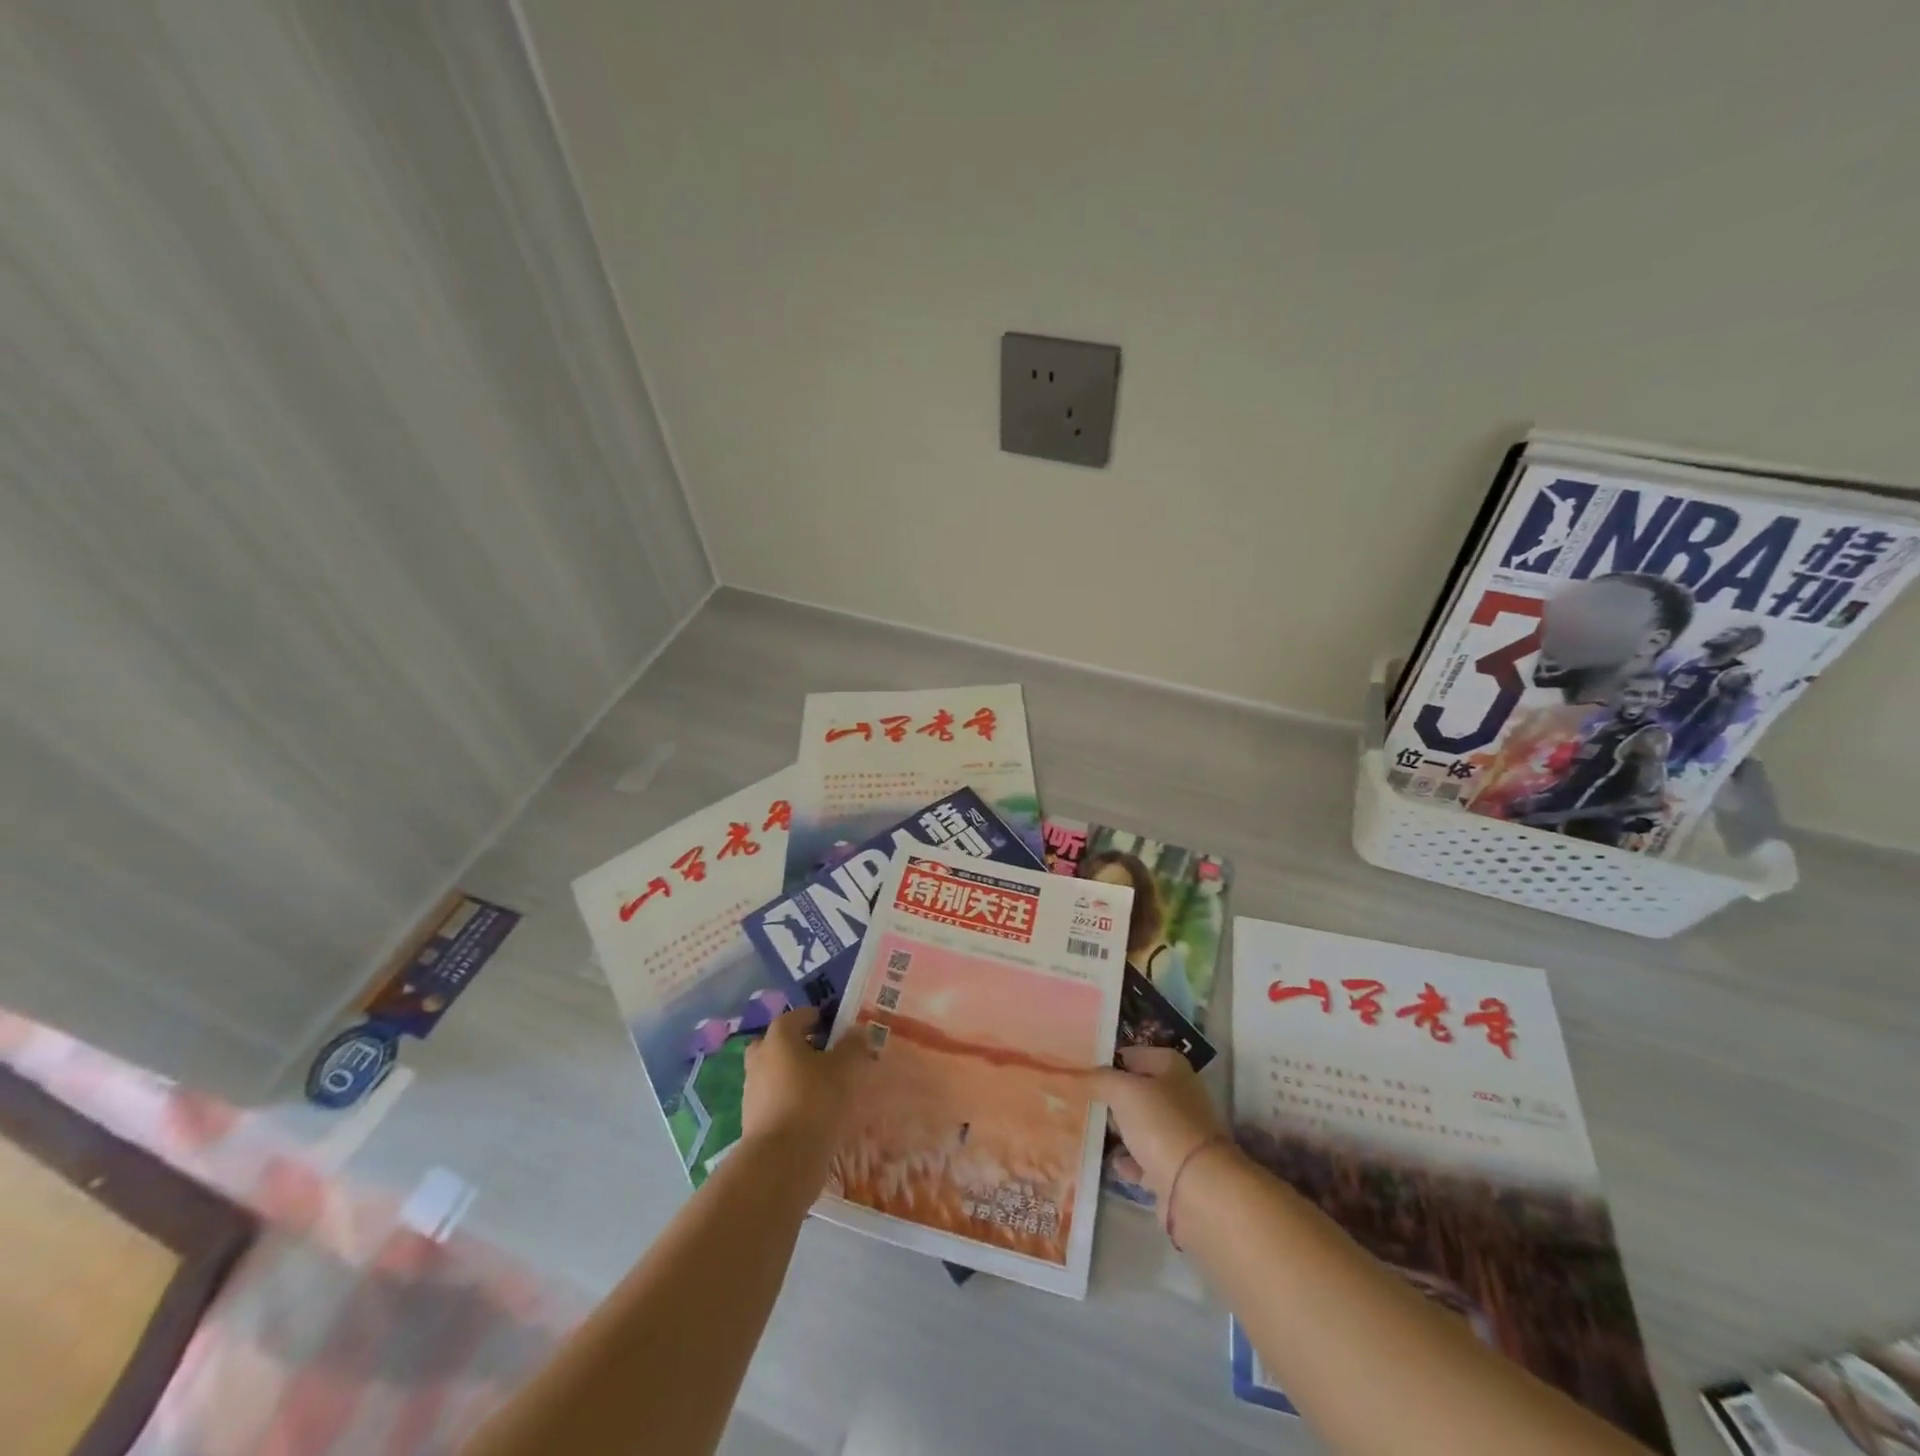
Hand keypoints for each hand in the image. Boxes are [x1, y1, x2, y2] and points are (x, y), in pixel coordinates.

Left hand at [741, 1006, 870, 1162]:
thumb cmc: (815, 1100)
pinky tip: (811, 1113)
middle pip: (779, 1043)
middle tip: (824, 1055)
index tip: (836, 1027)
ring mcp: (752, 1090)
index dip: (818, 1018)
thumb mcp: (846, 1067)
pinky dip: (789, 1100)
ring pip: (775, 1072)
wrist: (781, 1160)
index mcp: (779, 1036)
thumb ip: (853, 1045)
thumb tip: (856, 1031)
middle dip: (799, 1046)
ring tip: (822, 1088)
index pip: (798, 1016)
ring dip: (793, 1075)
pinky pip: (774, 1100)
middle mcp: (760, 1057)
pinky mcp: (752, 1119)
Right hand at [1091, 1046, 1228, 1200]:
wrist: (1196, 1187)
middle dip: (1110, 1098)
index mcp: (1170, 1066)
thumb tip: (1079, 1074)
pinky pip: (1144, 1157)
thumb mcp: (1122, 1091)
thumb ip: (1099, 1079)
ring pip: (1139, 1124)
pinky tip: (1113, 1163)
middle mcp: (1178, 1094)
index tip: (1079, 1073)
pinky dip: (1129, 1160)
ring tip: (1089, 1132)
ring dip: (1118, 1130)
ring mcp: (1178, 1131)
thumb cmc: (1159, 1124)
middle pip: (1135, 1090)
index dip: (1105, 1062)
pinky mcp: (1175, 1165)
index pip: (1130, 1055)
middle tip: (1081, 1102)